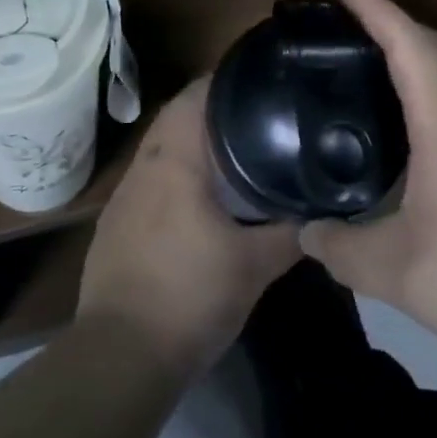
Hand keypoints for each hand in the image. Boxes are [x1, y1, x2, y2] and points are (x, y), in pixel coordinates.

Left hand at [78, 78, 300, 375]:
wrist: (121, 355)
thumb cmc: (190, 296)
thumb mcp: (255, 266)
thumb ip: (291, 233)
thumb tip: (322, 213)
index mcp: (172, 161)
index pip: (193, 96)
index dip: (224, 81)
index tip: (258, 83)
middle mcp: (142, 167)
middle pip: (175, 118)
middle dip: (212, 112)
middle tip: (256, 117)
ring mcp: (122, 197)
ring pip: (159, 150)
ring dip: (190, 145)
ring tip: (233, 154)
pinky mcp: (114, 225)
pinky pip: (148, 181)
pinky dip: (174, 176)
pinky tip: (197, 201)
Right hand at [299, 0, 436, 366]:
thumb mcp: (401, 272)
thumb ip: (343, 249)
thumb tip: (306, 231)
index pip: (408, 45)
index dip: (374, 7)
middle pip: (434, 50)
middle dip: (390, 22)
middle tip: (344, 22)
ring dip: (410, 60)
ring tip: (364, 72)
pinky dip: (424, 98)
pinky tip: (403, 137)